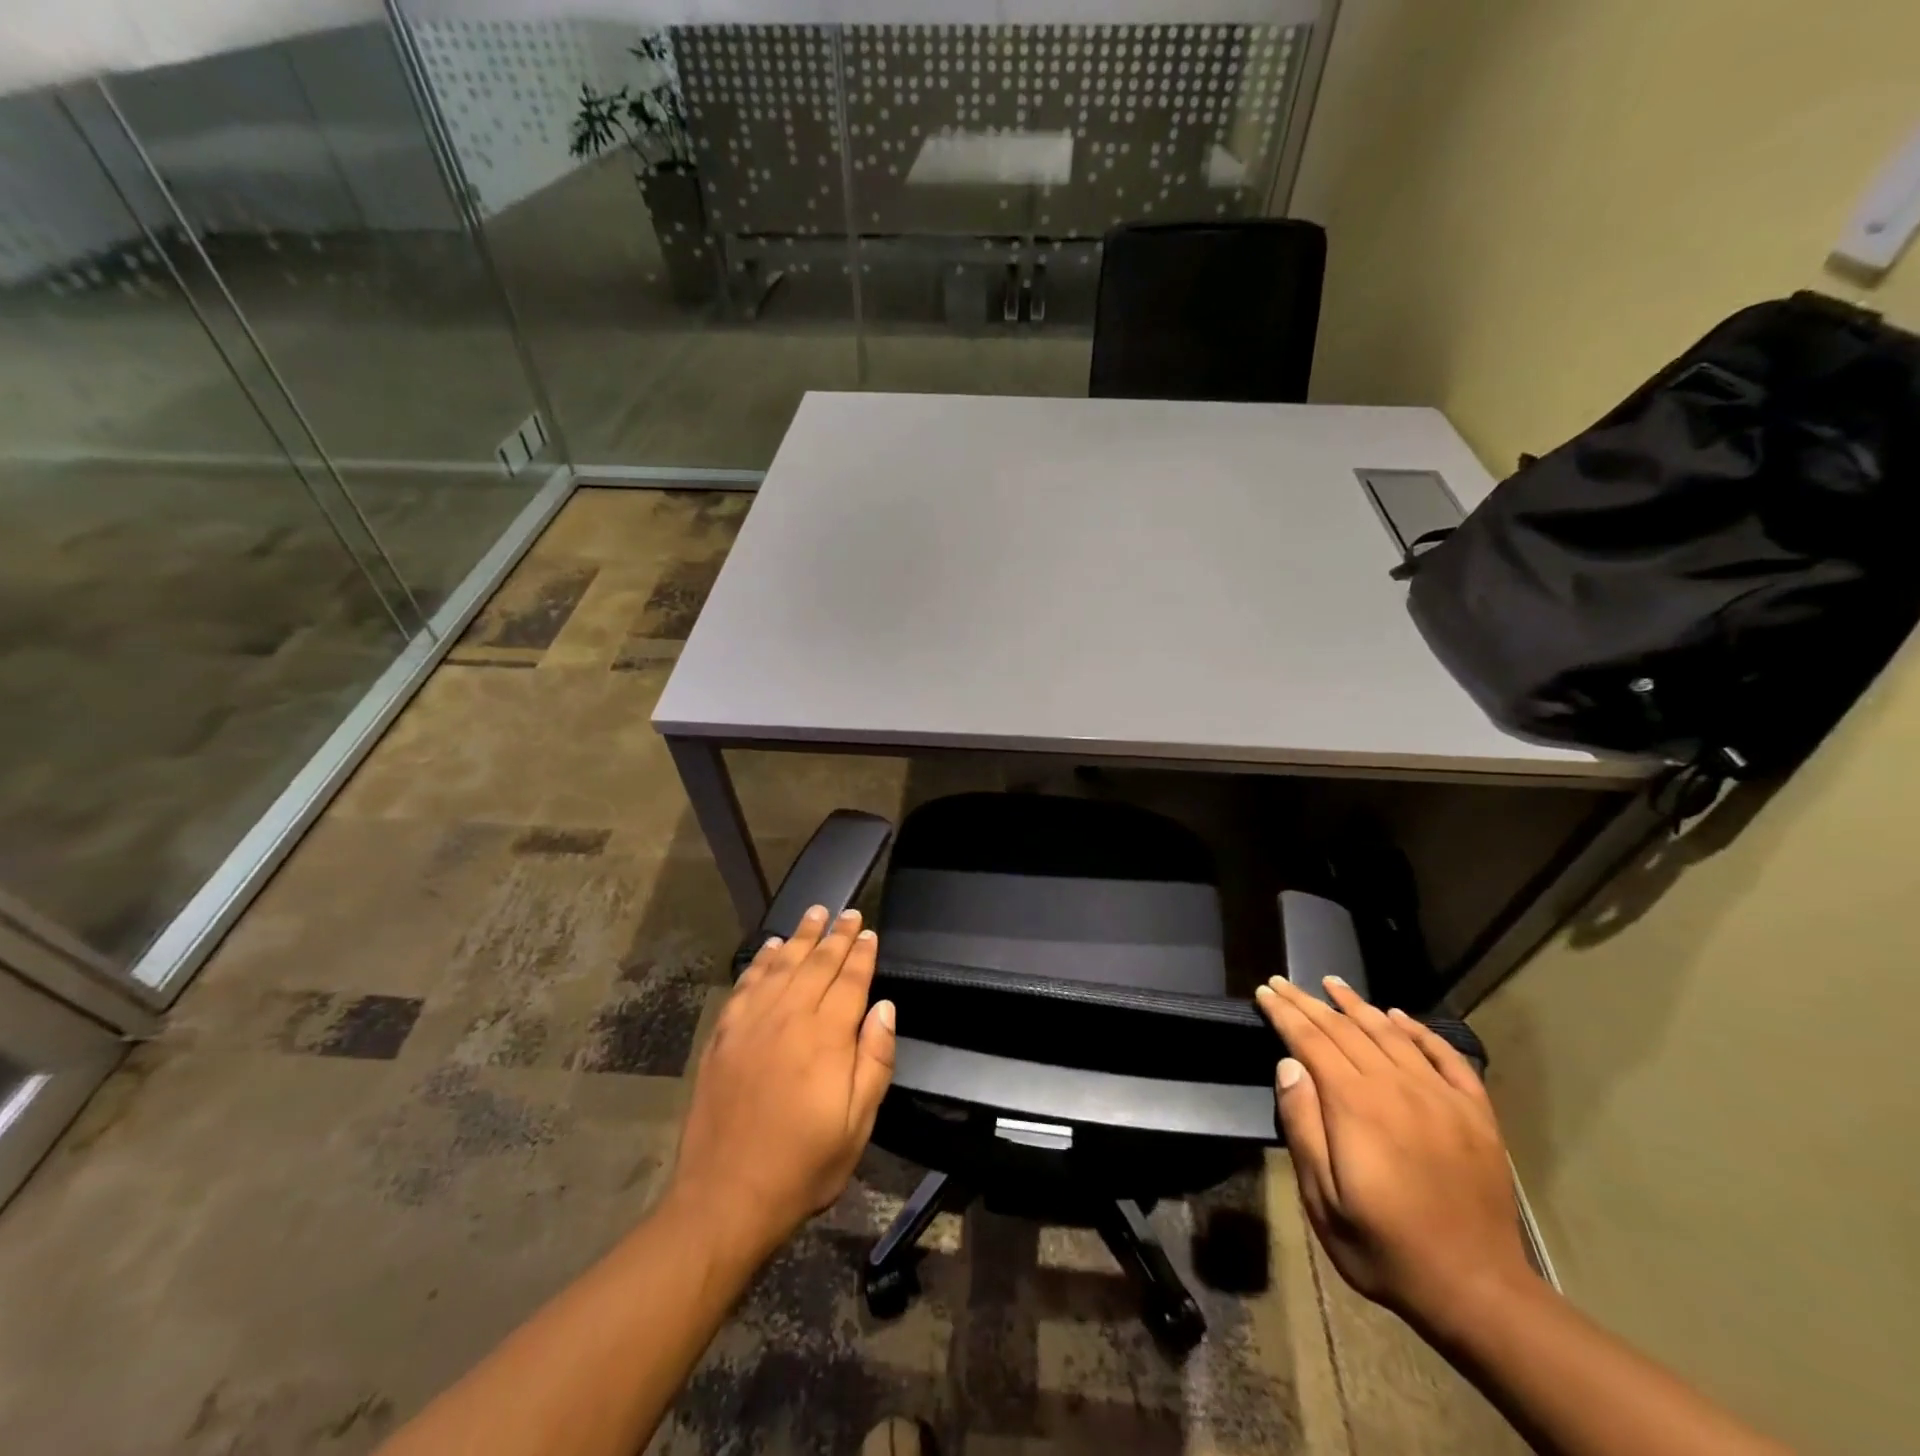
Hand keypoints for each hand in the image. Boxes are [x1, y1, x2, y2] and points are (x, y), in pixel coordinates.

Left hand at [665, 906, 895, 1262]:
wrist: (726, 1196)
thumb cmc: (803, 1164)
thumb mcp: (858, 1124)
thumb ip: (875, 1060)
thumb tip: (885, 1008)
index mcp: (826, 1038)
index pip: (849, 981)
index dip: (861, 954)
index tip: (868, 932)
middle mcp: (789, 1018)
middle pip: (817, 964)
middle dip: (835, 935)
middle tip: (848, 912)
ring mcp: (752, 1023)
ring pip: (782, 965)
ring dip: (801, 937)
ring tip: (815, 913)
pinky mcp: (725, 1035)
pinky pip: (747, 984)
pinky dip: (762, 961)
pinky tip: (771, 948)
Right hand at [1254, 975, 1533, 1326]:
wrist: (1479, 1292)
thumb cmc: (1385, 1248)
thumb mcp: (1323, 1200)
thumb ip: (1303, 1127)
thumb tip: (1289, 1065)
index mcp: (1356, 1105)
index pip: (1310, 1040)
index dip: (1284, 1013)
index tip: (1264, 991)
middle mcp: (1397, 1086)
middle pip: (1345, 1029)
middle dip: (1309, 1002)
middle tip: (1283, 981)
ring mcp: (1441, 1096)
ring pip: (1390, 1033)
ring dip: (1357, 1005)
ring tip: (1332, 983)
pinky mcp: (1475, 1113)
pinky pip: (1445, 1056)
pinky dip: (1418, 1031)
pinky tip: (1399, 1017)